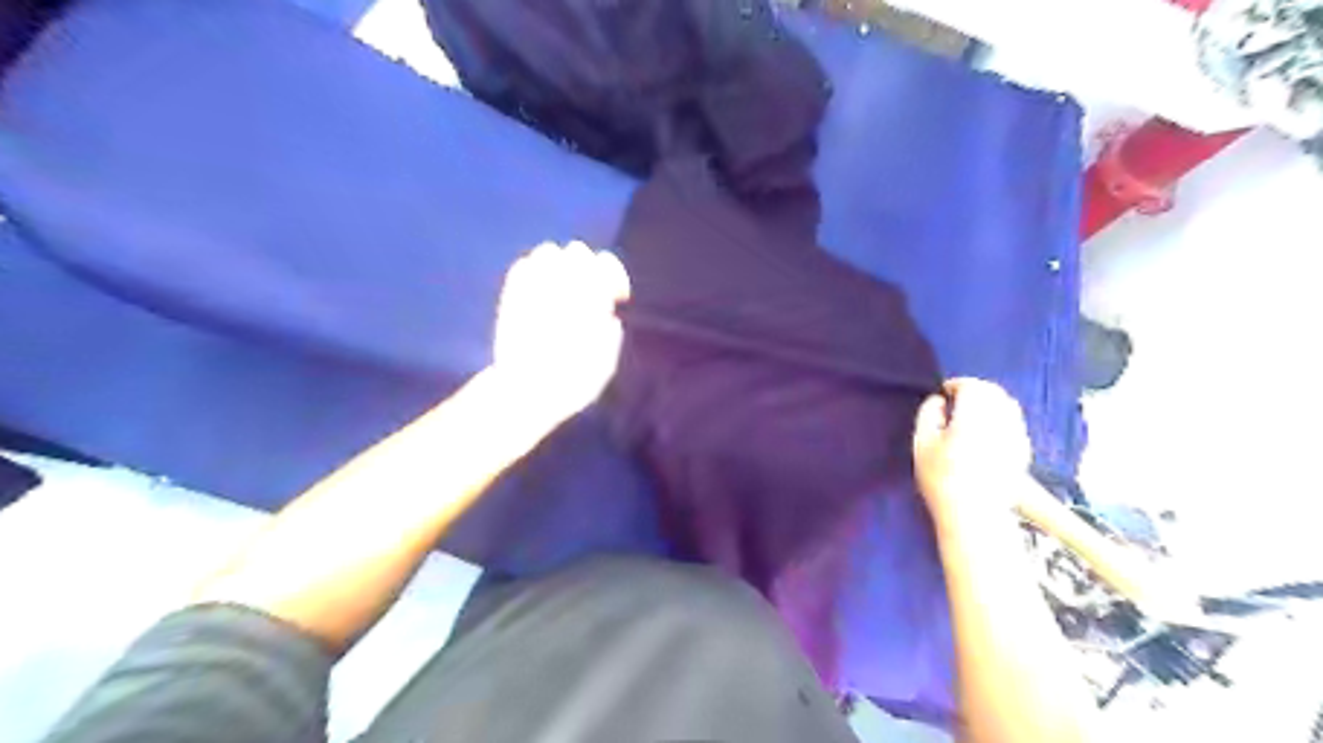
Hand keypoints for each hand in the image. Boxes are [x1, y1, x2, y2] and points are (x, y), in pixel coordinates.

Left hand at [492, 241, 629, 419]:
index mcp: (590, 300)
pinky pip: (523, 265)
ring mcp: (533, 287)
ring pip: (548, 252)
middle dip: (587, 267)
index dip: (614, 275)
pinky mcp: (511, 294)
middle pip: (578, 252)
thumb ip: (610, 333)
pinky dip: (534, 270)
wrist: (524, 391)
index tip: (616, 296)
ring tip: (562, 287)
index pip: (605, 265)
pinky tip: (539, 288)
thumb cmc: (572, 383)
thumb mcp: (605, 363)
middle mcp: (562, 286)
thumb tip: (609, 316)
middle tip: (587, 290)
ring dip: (560, 264)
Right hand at [910, 377, 1031, 528]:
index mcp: (974, 415)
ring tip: (972, 413)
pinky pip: (1015, 422)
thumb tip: (939, 400)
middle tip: (956, 400)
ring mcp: (1016, 435)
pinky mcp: (1023, 451)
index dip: (956, 384)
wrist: (974, 515)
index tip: (943, 393)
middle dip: (975, 390)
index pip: (971, 386)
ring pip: (1008, 404)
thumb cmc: (941, 477)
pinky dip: (1002, 417)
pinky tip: (988, 431)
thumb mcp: (922, 444)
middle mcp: (1000, 420)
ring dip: (990, 401)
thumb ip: (928, 415)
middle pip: (993, 391)